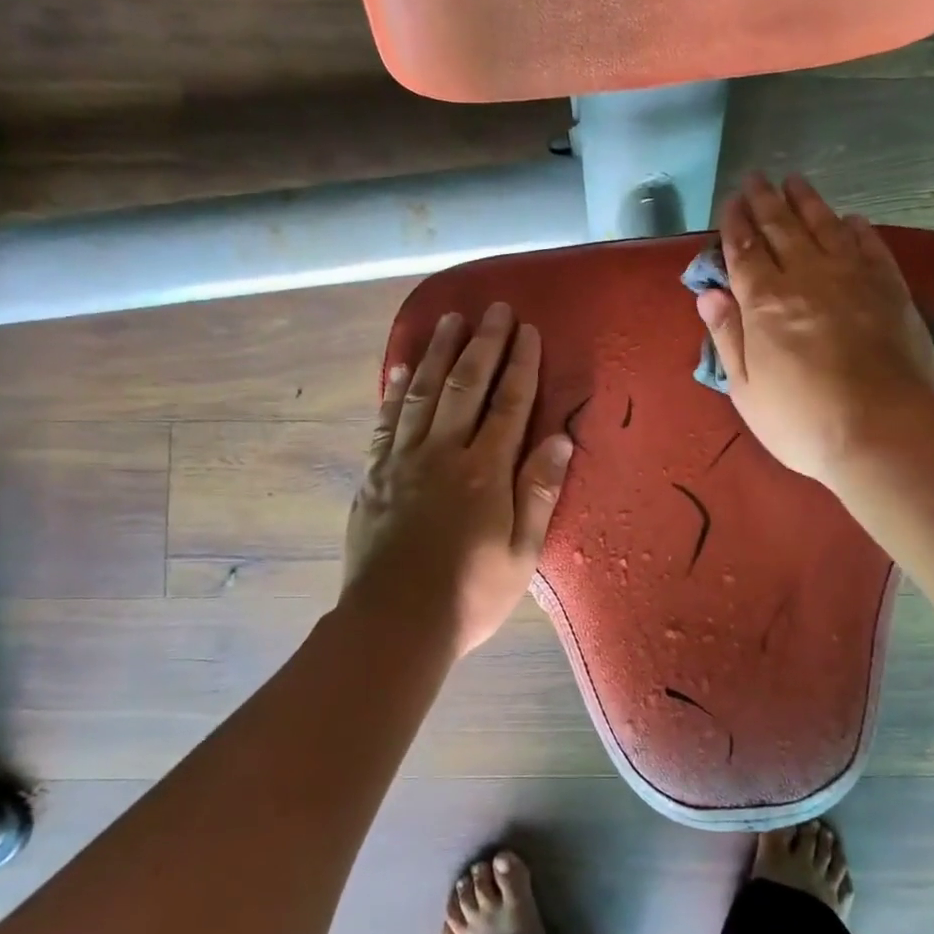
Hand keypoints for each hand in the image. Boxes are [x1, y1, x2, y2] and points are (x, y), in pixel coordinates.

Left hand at [343, 303, 573, 656]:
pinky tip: (400, 367)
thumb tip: (559, 439)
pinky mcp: (374, 475)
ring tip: (449, 319)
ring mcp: (403, 461)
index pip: (509, 405)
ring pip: (422, 393)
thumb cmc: (470, 593)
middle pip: (465, 386)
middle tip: (494, 310)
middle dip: (483, 345)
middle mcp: (443, 453)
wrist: (396, 623)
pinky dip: (394, 390)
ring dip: (437, 353)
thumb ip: (539, 492)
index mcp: (485, 472)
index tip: (528, 332)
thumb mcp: (522, 552)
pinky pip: (386, 421)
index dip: (521, 366)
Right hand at [695, 173, 933, 488]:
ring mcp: (853, 278)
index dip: (735, 224)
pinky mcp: (890, 288)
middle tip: (756, 178)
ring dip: (807, 202)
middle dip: (765, 201)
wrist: (881, 429)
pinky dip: (856, 228)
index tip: (730, 201)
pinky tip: (849, 219)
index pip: (744, 250)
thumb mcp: (746, 389)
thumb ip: (727, 336)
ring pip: (825, 226)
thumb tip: (709, 294)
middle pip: (782, 228)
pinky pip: (869, 245)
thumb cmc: (801, 420)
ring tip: (794, 181)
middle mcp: (807, 277)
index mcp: (764, 302)